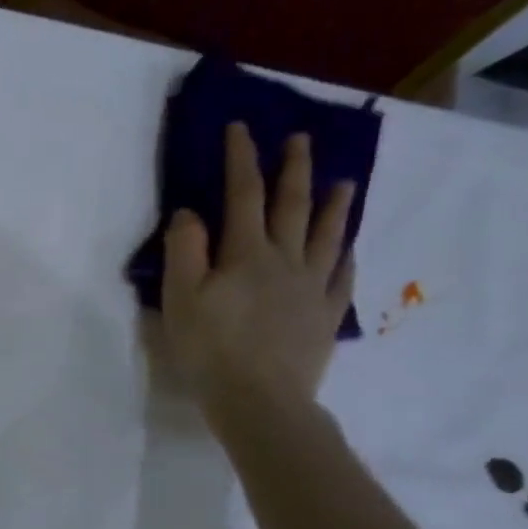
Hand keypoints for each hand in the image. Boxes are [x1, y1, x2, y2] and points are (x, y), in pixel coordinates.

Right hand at [161, 123, 355, 422]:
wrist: (260, 400)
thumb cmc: (210, 348)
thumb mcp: (180, 297)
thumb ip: (184, 250)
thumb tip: (191, 212)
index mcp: (246, 253)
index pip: (243, 194)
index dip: (241, 158)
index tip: (242, 128)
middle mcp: (285, 260)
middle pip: (292, 206)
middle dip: (293, 169)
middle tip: (301, 138)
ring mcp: (312, 288)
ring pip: (326, 236)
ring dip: (333, 205)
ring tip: (344, 181)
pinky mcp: (325, 316)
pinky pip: (341, 277)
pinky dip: (344, 256)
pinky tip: (348, 248)